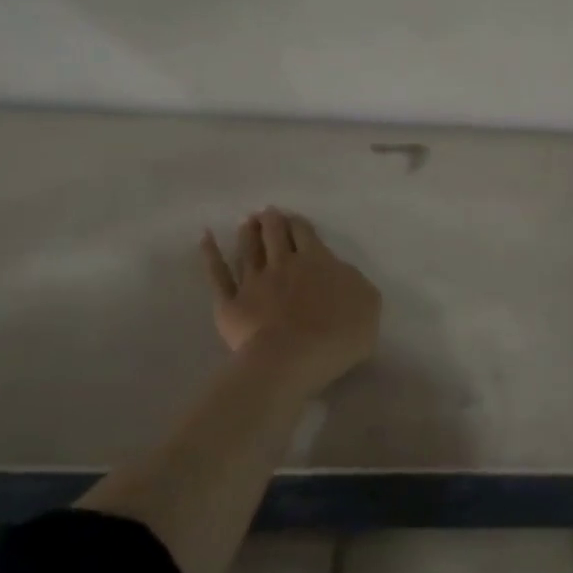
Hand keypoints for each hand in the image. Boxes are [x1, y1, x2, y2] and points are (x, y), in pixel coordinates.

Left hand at [201, 207, 381, 394]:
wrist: (292, 359)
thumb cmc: (338, 335)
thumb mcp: (368, 304)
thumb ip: (355, 281)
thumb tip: (340, 271)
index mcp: (318, 261)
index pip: (306, 234)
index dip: (299, 225)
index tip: (294, 220)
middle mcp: (283, 264)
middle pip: (275, 235)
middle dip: (272, 222)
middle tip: (267, 213)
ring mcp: (253, 282)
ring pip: (248, 249)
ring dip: (248, 233)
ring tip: (247, 222)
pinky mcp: (231, 303)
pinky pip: (217, 274)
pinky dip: (210, 254)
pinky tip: (205, 238)